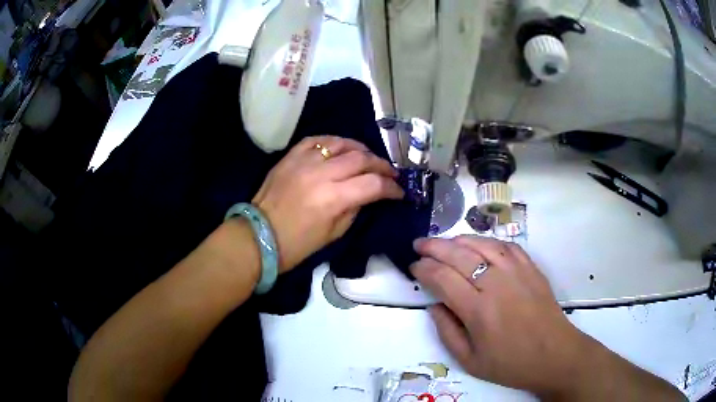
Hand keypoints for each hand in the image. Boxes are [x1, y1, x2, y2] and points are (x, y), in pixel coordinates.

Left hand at [252, 136, 403, 271]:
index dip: (392, 187)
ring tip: (368, 157)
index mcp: (333, 199)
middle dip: (382, 165)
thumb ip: (354, 209)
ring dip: (360, 148)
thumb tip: (368, 194)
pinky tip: (340, 147)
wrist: (259, 235)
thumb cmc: (297, 244)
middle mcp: (321, 174)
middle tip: (390, 173)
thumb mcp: (334, 234)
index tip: (399, 191)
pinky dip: (333, 141)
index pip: (373, 184)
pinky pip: (316, 139)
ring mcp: (303, 161)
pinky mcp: (290, 156)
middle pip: (361, 159)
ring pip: (341, 143)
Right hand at [411, 236, 585, 395]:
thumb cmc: (511, 364)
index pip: (442, 279)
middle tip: (419, 245)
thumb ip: (447, 333)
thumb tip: (434, 306)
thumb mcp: (470, 361)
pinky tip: (479, 244)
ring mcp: (516, 272)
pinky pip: (507, 246)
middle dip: (434, 247)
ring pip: (482, 244)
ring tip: (444, 241)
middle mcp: (496, 285)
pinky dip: (488, 241)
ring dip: (459, 239)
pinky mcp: (531, 268)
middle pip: (458, 255)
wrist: (554, 355)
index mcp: (478, 311)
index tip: (414, 267)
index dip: (424, 269)